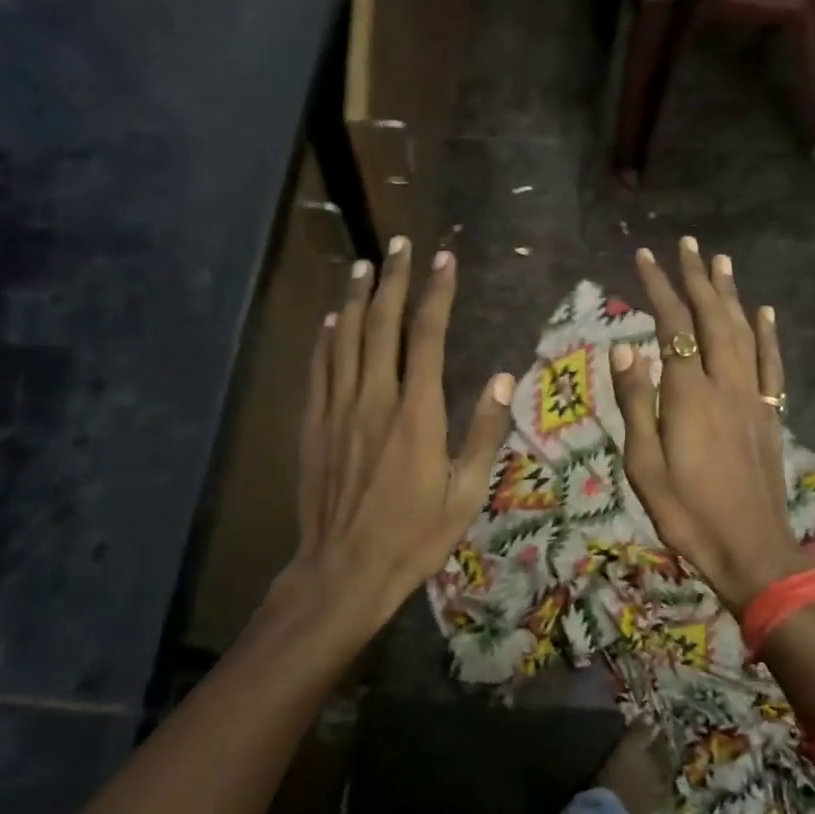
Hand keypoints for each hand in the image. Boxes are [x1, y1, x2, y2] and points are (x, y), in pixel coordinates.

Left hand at [262, 237, 513, 651]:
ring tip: (366, 265)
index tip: (444, 259)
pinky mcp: (313, 424)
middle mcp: (373, 398)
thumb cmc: (412, 536)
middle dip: (394, 279)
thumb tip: (501, 378)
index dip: (436, 293)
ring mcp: (337, 409)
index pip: (427, 335)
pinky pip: (319, 368)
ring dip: (357, 297)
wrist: (342, 570)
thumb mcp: (465, 493)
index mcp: (416, 412)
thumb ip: (484, 432)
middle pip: (382, 324)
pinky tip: (332, 318)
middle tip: (401, 243)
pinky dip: (326, 337)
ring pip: (346, 337)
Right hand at [611, 237, 810, 610]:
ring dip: (731, 294)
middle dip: (698, 278)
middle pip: (712, 318)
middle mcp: (725, 384)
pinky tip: (764, 312)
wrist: (751, 550)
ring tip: (721, 261)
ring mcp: (753, 398)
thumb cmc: (686, 512)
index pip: (673, 326)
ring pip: (743, 332)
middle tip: (688, 244)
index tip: (645, 257)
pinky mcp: (769, 416)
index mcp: (689, 394)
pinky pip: (771, 366)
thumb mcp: (644, 463)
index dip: (659, 288)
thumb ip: (636, 401)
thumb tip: (625, 346)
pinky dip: (768, 334)